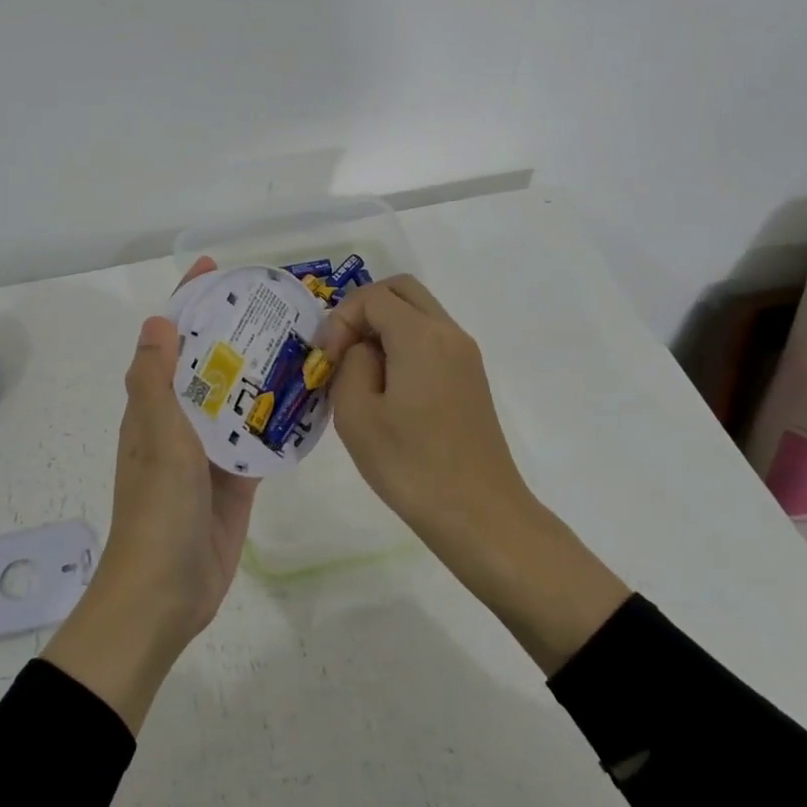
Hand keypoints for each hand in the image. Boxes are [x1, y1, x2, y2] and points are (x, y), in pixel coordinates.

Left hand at [43, 257, 256, 730]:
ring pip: (238, 400)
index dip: (190, 302)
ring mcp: (209, 453)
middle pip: (210, 364)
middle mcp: (180, 422)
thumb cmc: (157, 508)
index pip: (172, 340)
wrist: (166, 592)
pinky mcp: (236, 481)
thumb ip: (156, 380)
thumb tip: (159, 319)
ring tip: (303, 340)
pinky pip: (259, 440)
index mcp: (154, 406)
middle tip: (279, 303)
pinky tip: (310, 400)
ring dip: (261, 373)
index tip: (217, 269)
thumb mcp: (155, 435)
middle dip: (236, 332)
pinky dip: (277, 420)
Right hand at [318, 275, 630, 673]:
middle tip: (340, 349)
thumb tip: (362, 351)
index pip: (373, 297)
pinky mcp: (470, 379)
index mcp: (421, 336)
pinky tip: (385, 388)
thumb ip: (350, 364)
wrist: (479, 515)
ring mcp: (465, 356)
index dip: (341, 319)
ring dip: (384, 327)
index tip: (327, 359)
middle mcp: (449, 334)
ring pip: (419, 313)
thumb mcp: (357, 414)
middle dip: (364, 309)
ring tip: (358, 371)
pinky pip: (431, 340)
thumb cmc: (411, 466)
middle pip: (402, 291)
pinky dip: (403, 345)